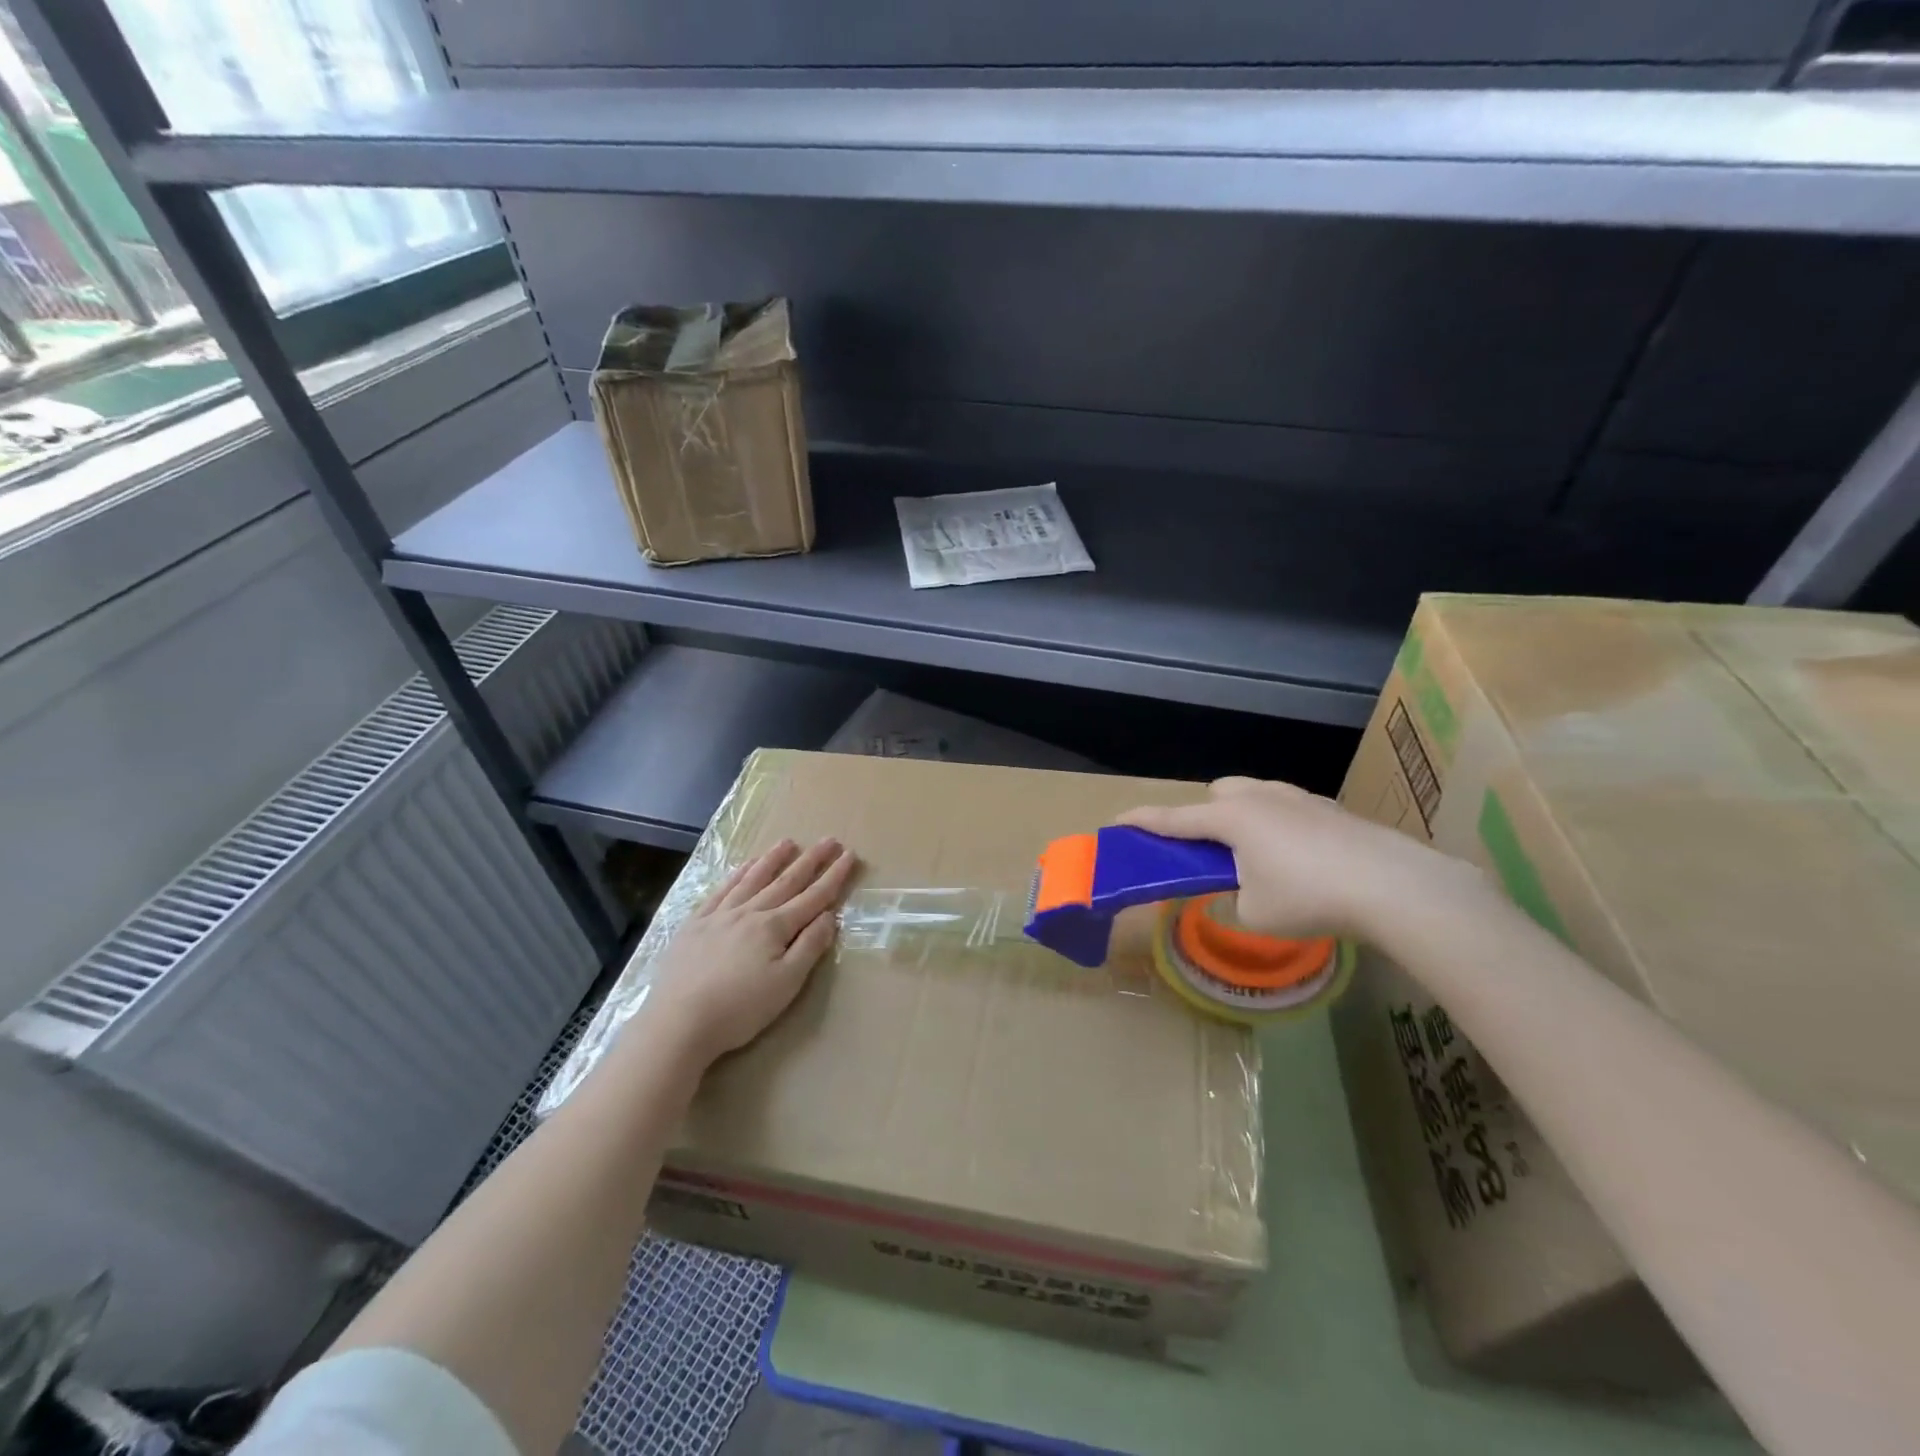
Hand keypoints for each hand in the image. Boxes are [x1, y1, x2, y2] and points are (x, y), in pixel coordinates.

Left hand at [640, 838, 856, 1066]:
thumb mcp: (786, 984)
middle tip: (829, 840)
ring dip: (773, 859)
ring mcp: (719, 915)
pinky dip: (736, 875)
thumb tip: (828, 915)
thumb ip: (809, 947)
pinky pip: (721, 891)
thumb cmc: (740, 1009)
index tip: (849, 855)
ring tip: (788, 842)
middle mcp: (750, 913)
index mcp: (775, 928)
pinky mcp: (695, 925)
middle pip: (786, 881)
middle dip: (810, 860)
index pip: (813, 897)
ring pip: (752, 879)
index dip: (833, 876)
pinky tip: (745, 866)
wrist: (678, 1022)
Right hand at [1117, 777, 1475, 942]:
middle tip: (1211, 853)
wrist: (1394, 886)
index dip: (1143, 820)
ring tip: (1257, 855)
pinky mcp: (1331, 808)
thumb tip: (1238, 893)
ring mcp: (1300, 798)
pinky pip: (1288, 806)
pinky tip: (1300, 857)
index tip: (1117, 820)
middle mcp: (1261, 798)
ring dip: (1244, 815)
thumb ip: (1232, 900)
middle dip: (1206, 815)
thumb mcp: (1254, 914)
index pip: (1174, 818)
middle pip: (1218, 792)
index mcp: (1231, 818)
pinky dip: (1279, 825)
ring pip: (1256, 793)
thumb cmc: (1309, 899)